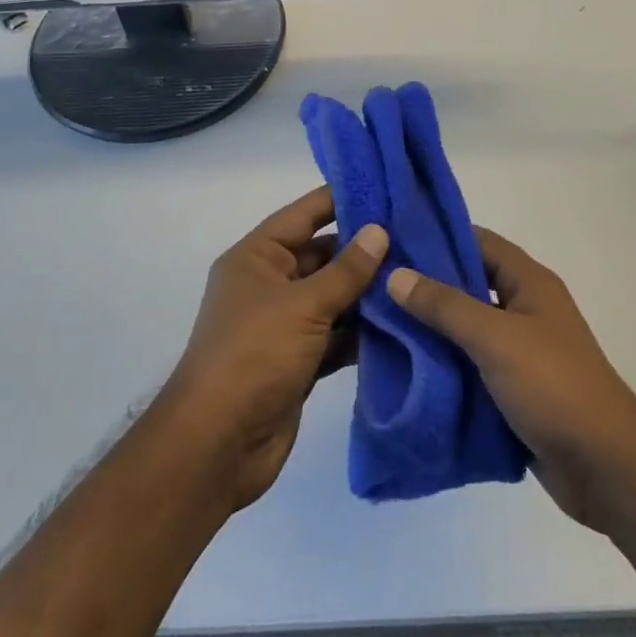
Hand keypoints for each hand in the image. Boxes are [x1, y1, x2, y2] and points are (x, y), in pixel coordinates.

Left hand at [164, 188, 387, 512]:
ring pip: (334, 298)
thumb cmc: (254, 356)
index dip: (342, 199)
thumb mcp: (303, 305)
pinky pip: (337, 335)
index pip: (305, 215)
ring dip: (369, 295)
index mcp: (257, 257)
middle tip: (417, 241)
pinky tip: (403, 326)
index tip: (387, 189)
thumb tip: (379, 231)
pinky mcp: (299, 361)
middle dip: (365, 252)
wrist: (216, 447)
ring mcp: (285, 325)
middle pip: (323, 256)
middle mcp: (270, 284)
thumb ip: (346, 270)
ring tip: (418, 280)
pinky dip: (363, 333)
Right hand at [387, 228, 635, 532]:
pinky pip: (471, 366)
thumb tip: (395, 274)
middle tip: (376, 283)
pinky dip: (444, 366)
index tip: (393, 237)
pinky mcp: (514, 389)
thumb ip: (445, 306)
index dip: (439, 236)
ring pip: (467, 328)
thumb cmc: (553, 386)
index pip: (479, 242)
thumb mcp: (495, 338)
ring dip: (432, 329)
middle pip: (469, 285)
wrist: (604, 467)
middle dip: (427, 285)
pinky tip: (406, 369)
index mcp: (530, 282)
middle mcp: (525, 308)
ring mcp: (520, 350)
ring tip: (380, 324)